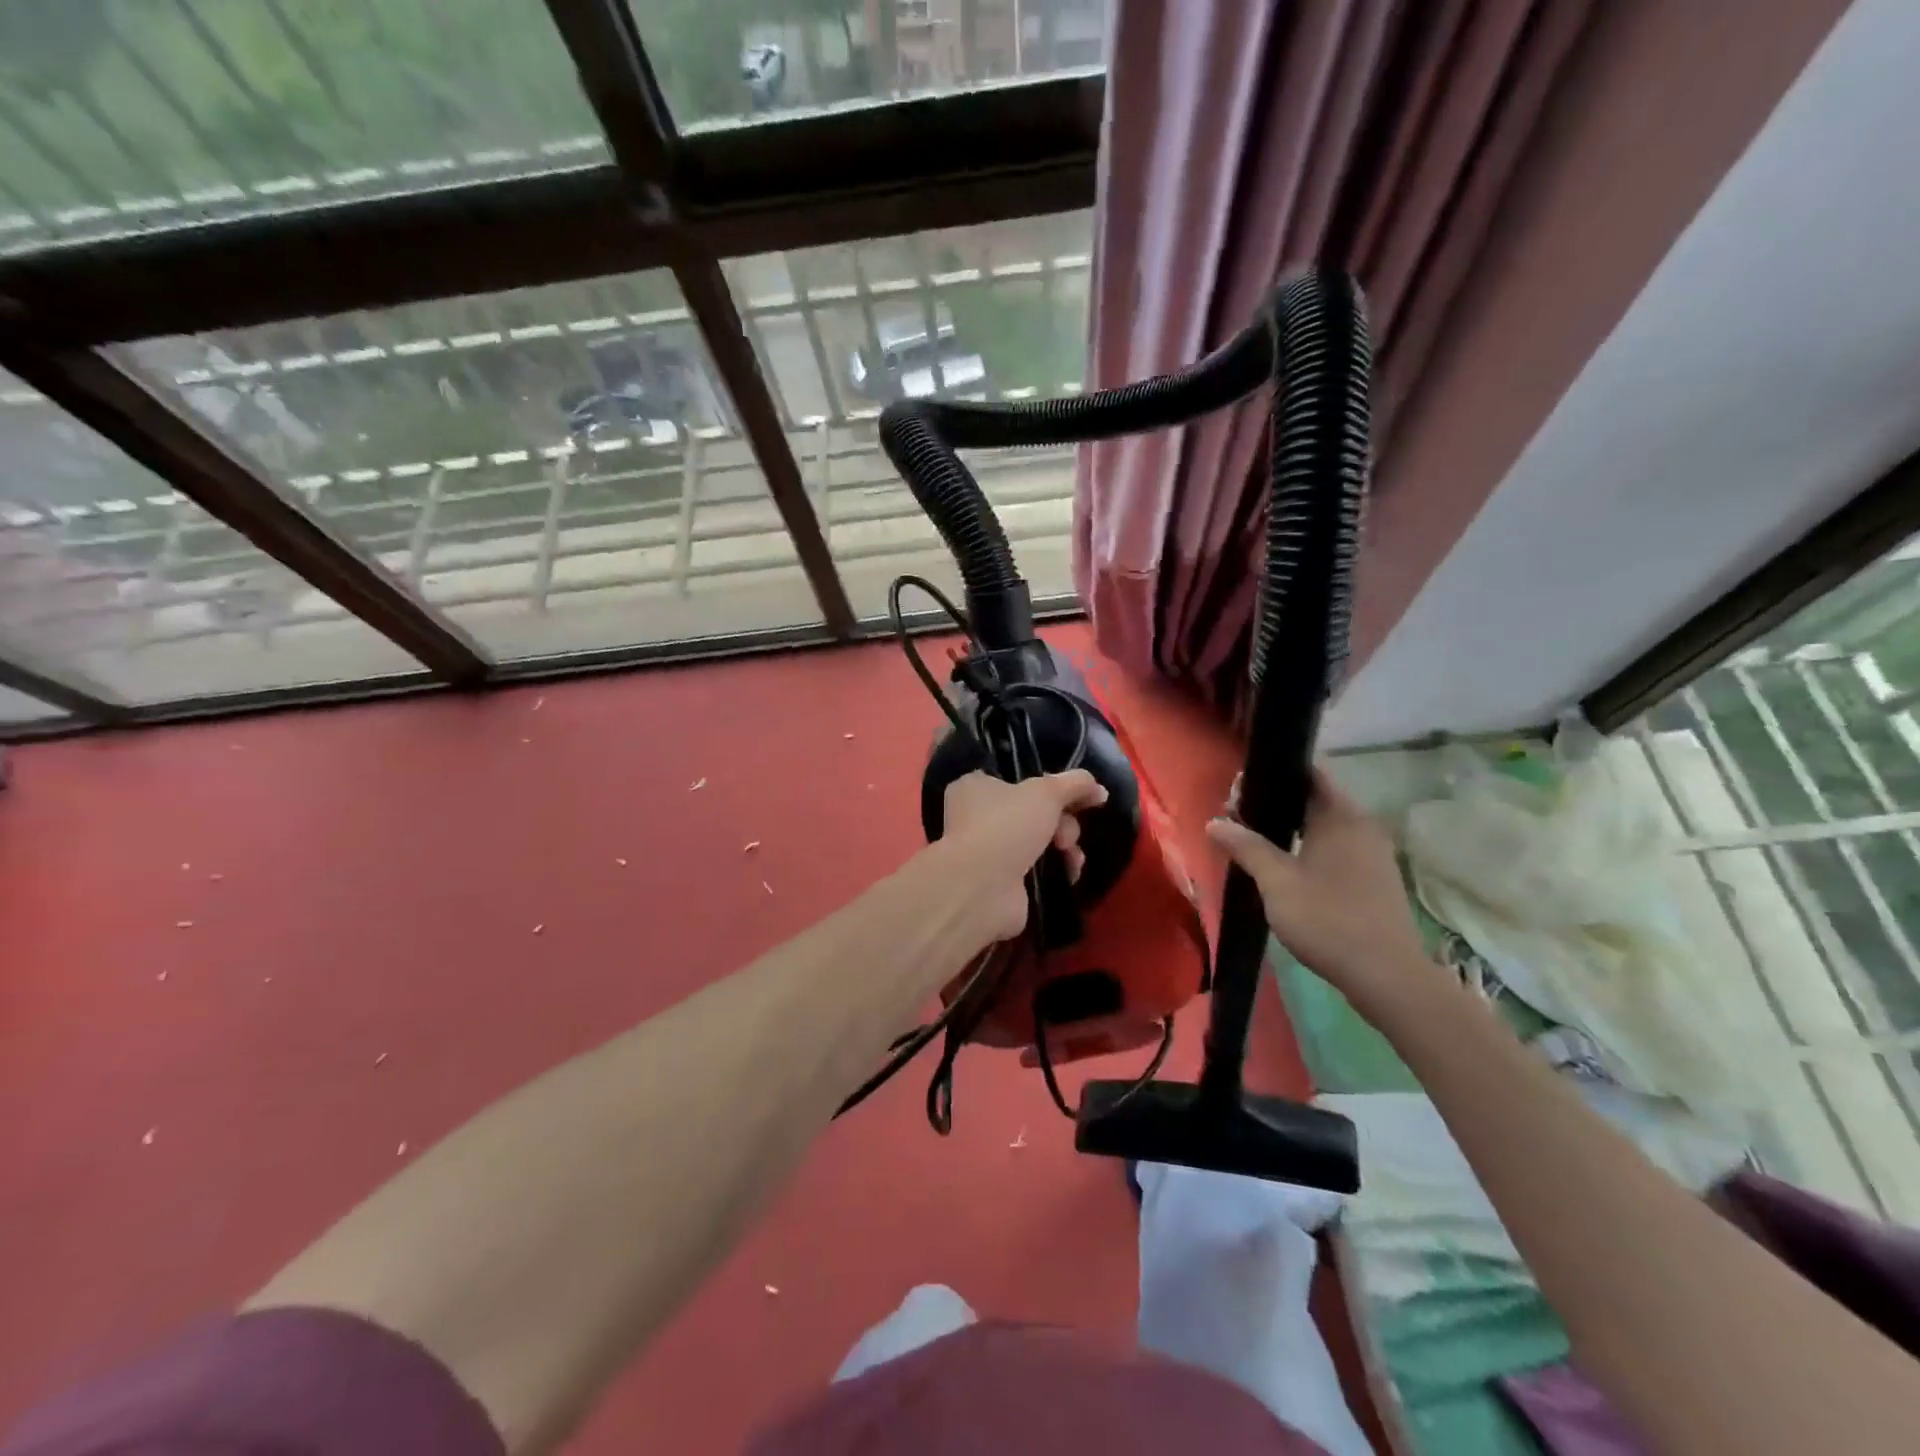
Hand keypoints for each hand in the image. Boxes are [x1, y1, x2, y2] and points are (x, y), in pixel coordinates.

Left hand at [940, 770, 1108, 943]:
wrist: (982, 889)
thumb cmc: (1006, 826)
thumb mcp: (1047, 792)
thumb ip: (1076, 783)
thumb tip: (1099, 789)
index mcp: (976, 786)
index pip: (1018, 778)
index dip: (1051, 786)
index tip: (1077, 796)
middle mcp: (977, 816)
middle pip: (1035, 810)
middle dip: (1062, 822)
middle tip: (1065, 835)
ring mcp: (989, 851)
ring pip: (1039, 839)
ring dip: (1064, 845)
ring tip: (1070, 857)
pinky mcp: (1001, 881)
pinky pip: (1037, 867)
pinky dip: (1056, 868)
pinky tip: (1069, 873)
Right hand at [1206, 767, 1434, 1021]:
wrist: (1386, 976)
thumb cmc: (1327, 919)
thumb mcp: (1276, 882)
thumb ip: (1245, 847)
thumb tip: (1214, 822)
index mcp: (1342, 816)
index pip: (1309, 772)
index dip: (1273, 773)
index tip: (1240, 785)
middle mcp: (1362, 826)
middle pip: (1315, 799)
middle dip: (1276, 803)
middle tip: (1237, 816)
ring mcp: (1373, 854)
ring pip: (1325, 826)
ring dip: (1291, 829)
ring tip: (1254, 841)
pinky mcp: (1374, 879)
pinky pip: (1336, 848)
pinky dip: (1309, 848)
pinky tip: (1285, 868)